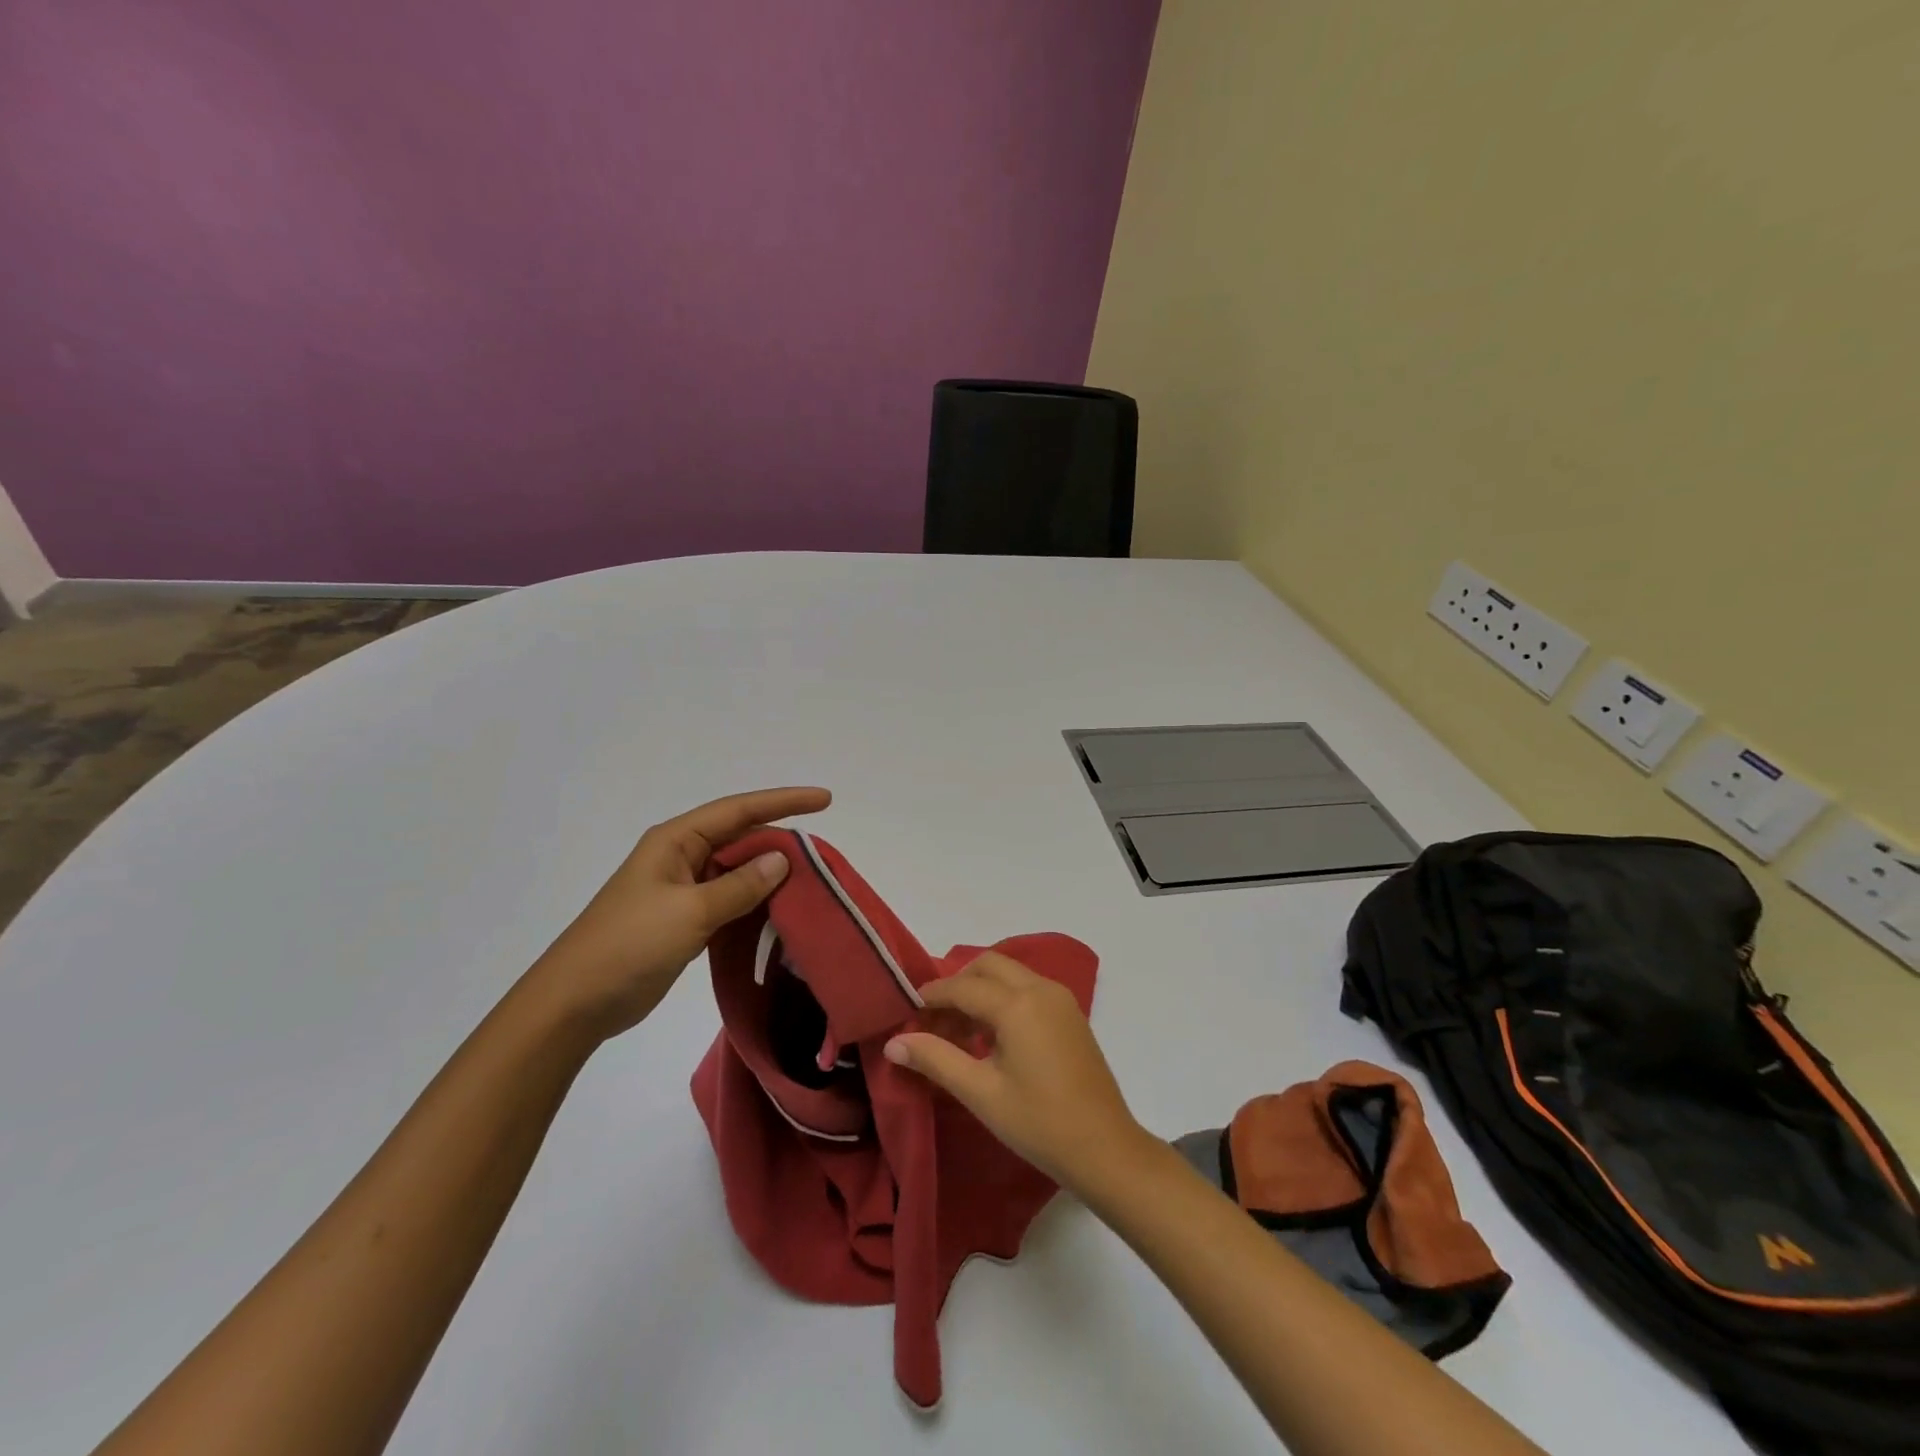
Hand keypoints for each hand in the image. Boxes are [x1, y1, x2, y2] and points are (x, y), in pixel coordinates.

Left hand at [527, 786, 831, 1038]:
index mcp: (676, 840)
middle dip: (780, 841)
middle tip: (823, 856)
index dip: (783, 801)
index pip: (739, 810)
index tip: (825, 799)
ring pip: (737, 871)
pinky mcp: (684, 920)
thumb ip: (740, 885)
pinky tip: (781, 912)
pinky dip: (755, 902)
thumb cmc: (629, 945)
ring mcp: (682, 889)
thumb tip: (782, 859)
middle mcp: (680, 857)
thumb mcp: (690, 912)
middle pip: (741, 837)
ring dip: (770, 875)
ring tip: (812, 882)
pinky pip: (730, 900)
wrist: (574, 1003)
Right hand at [883, 951, 1149, 1191]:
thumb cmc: (1039, 1123)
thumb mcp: (981, 1093)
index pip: (962, 986)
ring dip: (980, 992)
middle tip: (934, 1021)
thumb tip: (894, 1043)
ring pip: (1009, 975)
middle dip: (957, 985)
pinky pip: (1027, 990)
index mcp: (1018, 1004)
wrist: (1106, 1149)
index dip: (931, 996)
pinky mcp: (1070, 1014)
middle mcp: (1041, 989)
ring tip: (957, 1034)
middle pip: (988, 966)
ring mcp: (1060, 999)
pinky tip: (990, 1039)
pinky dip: (1003, 1000)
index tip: (906, 1013)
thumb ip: (936, 1059)